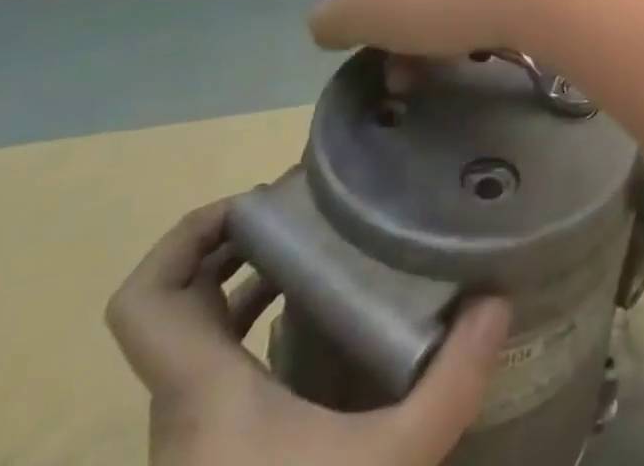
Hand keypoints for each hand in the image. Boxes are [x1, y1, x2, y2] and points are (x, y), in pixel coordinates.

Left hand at [106, 201, 511, 465]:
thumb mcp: (389, 464)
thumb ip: (450, 383)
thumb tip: (498, 300)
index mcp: (203, 393)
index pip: (145, 302)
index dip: (183, 237)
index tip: (255, 204)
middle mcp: (183, 409)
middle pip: (170, 306)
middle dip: (229, 245)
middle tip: (302, 211)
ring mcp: (192, 440)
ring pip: (191, 339)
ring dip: (240, 286)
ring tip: (315, 249)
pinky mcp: (210, 459)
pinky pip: (214, 370)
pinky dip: (250, 330)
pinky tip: (317, 326)